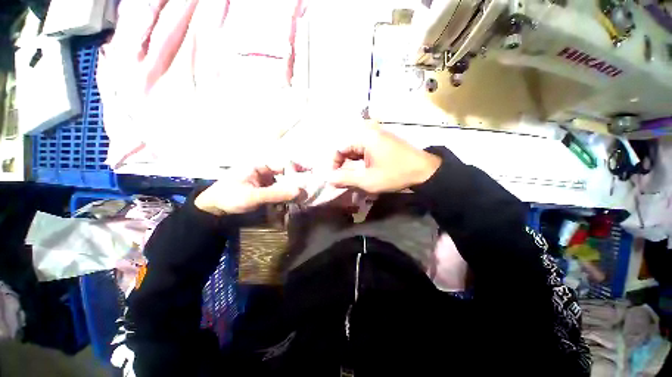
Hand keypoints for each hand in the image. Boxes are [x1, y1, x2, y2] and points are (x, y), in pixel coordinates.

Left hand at [195, 166, 300, 215]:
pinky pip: (278, 190)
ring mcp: (264, 180)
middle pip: (285, 173)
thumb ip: (277, 194)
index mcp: (260, 165)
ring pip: (283, 182)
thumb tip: (300, 191)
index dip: (298, 168)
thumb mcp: (253, 196)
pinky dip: (284, 196)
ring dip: (291, 190)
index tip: (312, 173)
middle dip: (297, 180)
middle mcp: (264, 170)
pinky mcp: (264, 189)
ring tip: (302, 197)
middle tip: (310, 188)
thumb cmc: (230, 197)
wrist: (213, 209)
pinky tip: (290, 202)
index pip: (284, 163)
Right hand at [329, 124, 440, 193]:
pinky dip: (360, 162)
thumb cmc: (395, 174)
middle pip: (347, 148)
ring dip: (351, 165)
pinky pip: (364, 150)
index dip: (334, 164)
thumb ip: (346, 179)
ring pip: (355, 150)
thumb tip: (328, 179)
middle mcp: (368, 131)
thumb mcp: (368, 180)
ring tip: (352, 179)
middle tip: (342, 181)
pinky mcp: (382, 142)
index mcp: (364, 136)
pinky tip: (362, 172)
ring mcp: (376, 136)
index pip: (339, 148)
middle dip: (342, 166)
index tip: (334, 179)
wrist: (425, 171)